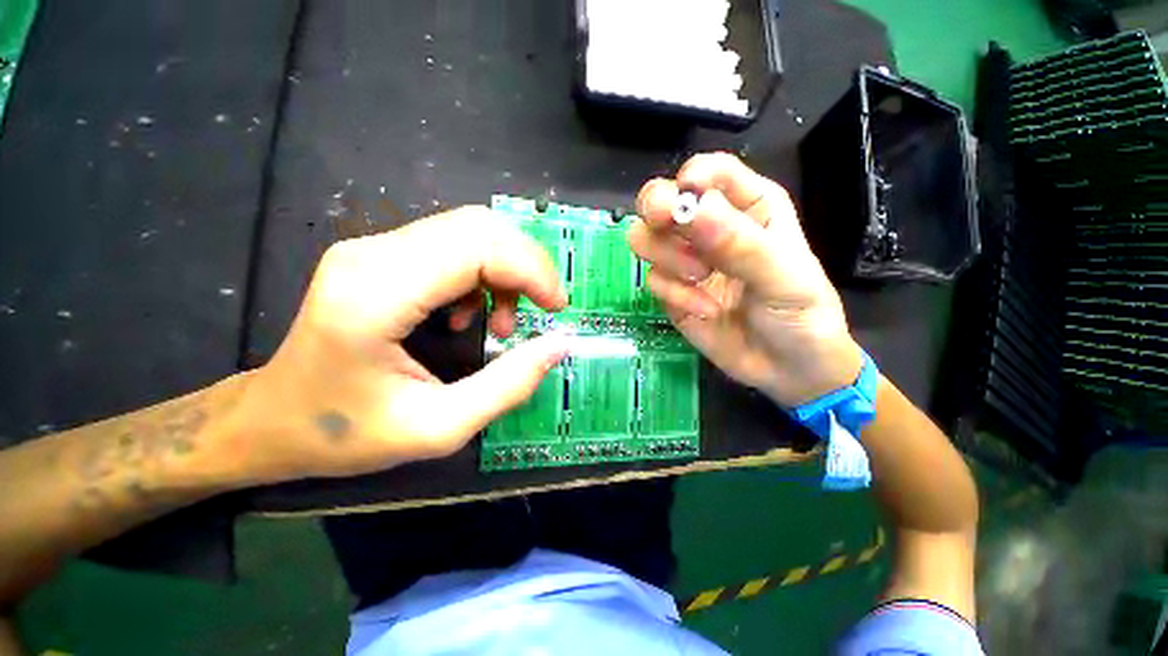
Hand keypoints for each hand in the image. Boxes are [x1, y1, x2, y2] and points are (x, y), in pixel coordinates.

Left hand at [230, 207, 569, 482]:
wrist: (277, 420)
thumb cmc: (345, 435)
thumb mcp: (433, 429)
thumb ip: (504, 387)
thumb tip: (560, 345)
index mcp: (376, 295)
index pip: (474, 244)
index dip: (530, 267)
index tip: (558, 309)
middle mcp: (367, 254)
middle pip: (470, 223)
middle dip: (519, 264)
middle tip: (533, 317)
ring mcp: (361, 248)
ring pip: (455, 228)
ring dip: (494, 267)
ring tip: (497, 323)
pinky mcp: (362, 254)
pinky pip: (433, 243)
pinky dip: (467, 270)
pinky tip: (459, 313)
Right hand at [629, 153, 861, 406]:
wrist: (796, 373)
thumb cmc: (805, 314)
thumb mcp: (783, 277)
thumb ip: (740, 244)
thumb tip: (690, 209)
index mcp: (751, 204)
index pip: (713, 170)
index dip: (694, 176)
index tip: (686, 197)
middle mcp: (716, 223)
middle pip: (665, 194)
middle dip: (659, 209)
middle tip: (666, 227)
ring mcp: (692, 257)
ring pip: (647, 234)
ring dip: (666, 255)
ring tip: (700, 279)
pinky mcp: (677, 291)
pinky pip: (653, 279)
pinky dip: (674, 295)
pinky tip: (706, 311)